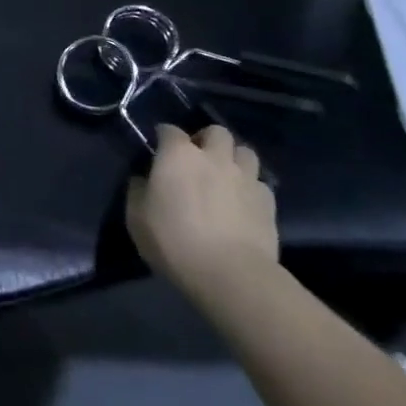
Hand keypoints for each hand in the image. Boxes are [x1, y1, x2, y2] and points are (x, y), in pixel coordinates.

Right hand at [125, 123, 279, 306]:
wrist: (230, 274)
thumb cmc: (174, 242)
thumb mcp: (136, 218)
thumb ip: (138, 191)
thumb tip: (144, 180)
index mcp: (178, 155)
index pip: (169, 130)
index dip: (163, 137)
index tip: (159, 150)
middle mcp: (214, 157)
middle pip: (216, 132)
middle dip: (207, 140)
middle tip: (198, 160)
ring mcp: (245, 177)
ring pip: (245, 152)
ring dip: (234, 159)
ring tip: (225, 177)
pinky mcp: (268, 202)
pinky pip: (260, 183)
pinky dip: (250, 187)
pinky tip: (243, 203)